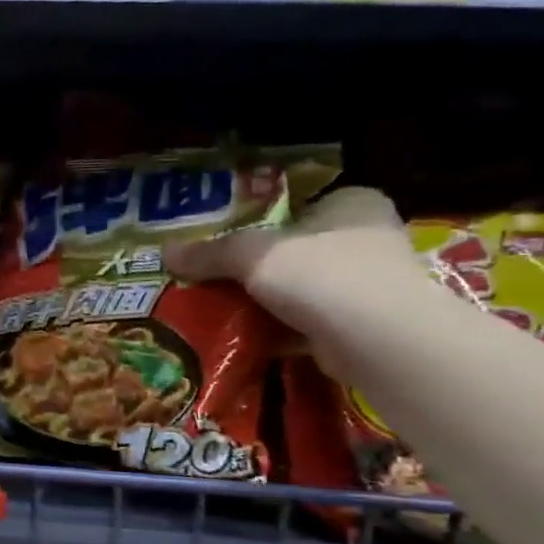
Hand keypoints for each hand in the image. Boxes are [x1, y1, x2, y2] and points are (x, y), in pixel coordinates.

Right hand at [165, 187, 432, 367]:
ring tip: (216, 305)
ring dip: (263, 299)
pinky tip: (240, 334)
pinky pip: (305, 322)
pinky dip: (275, 329)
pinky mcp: (360, 326)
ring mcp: (368, 285)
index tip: (221, 234)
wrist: (379, 341)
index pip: (298, 203)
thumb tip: (163, 253)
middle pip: (294, 247)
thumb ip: (209, 252)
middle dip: (255, 265)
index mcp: (351, 203)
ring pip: (299, 287)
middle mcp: (365, 238)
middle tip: (210, 272)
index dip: (258, 217)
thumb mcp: (250, 254)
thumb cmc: (321, 274)